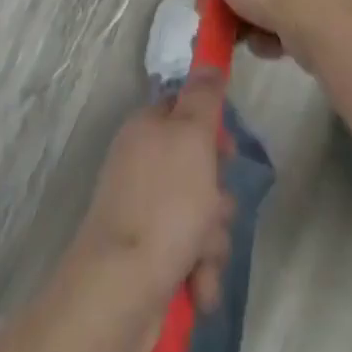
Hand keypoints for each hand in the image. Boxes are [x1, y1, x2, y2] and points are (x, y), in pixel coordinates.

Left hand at [68, 69, 236, 351]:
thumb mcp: (191, 137)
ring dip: (211, 242)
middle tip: (214, 210)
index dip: (212, 128)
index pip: (184, 111)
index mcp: (147, 130)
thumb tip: (208, 61)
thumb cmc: (164, 204)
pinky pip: (190, 256)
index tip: (229, 150)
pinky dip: (199, 273)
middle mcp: (142, 165)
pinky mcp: (150, 259)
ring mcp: (144, 214)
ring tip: (201, 259)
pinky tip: (197, 288)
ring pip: (201, 217)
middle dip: (217, 199)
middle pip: (199, 170)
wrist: (121, 290)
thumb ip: (203, 97)